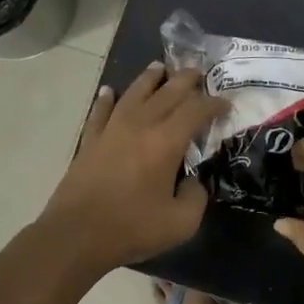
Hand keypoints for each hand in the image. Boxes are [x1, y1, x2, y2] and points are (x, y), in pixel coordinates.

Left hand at [40, 64, 226, 271]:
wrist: (76, 235)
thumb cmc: (132, 228)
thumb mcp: (181, 222)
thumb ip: (195, 197)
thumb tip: (193, 182)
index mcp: (165, 142)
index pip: (195, 110)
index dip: (214, 104)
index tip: (226, 104)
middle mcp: (139, 126)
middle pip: (166, 93)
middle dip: (186, 80)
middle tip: (198, 71)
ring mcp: (111, 131)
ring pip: (133, 94)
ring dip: (149, 79)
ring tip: (160, 67)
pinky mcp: (89, 142)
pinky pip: (100, 112)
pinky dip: (107, 99)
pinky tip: (110, 91)